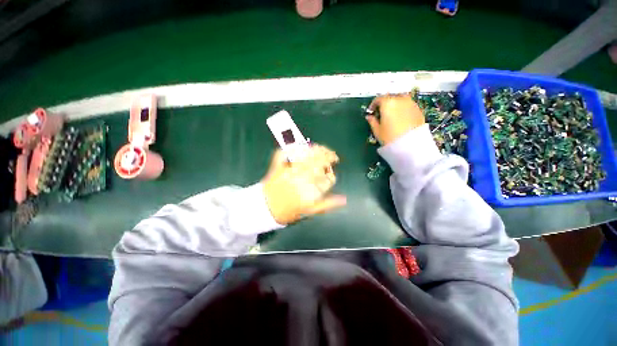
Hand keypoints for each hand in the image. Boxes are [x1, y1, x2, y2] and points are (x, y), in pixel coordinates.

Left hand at [262, 145, 346, 224]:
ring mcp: (289, 171)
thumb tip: (344, 199)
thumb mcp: (310, 211)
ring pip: (307, 156)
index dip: (331, 174)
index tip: (331, 172)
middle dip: (329, 157)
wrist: (265, 209)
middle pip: (320, 163)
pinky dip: (294, 147)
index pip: (328, 179)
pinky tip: (303, 146)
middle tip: (333, 156)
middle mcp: (301, 180)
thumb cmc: (289, 212)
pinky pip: (286, 153)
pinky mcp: (279, 167)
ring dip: (317, 150)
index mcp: (310, 192)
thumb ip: (327, 204)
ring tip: (323, 149)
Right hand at [366, 94, 424, 145]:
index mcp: (388, 103)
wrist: (410, 144)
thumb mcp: (377, 130)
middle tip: (381, 113)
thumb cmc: (390, 137)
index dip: (373, 105)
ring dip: (395, 104)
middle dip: (385, 103)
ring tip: (392, 115)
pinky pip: (408, 105)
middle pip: (390, 97)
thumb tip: (369, 117)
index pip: (378, 99)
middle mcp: (400, 99)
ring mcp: (411, 103)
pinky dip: (403, 108)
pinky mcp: (418, 109)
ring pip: (400, 99)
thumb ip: (372, 121)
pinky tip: (401, 118)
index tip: (371, 111)